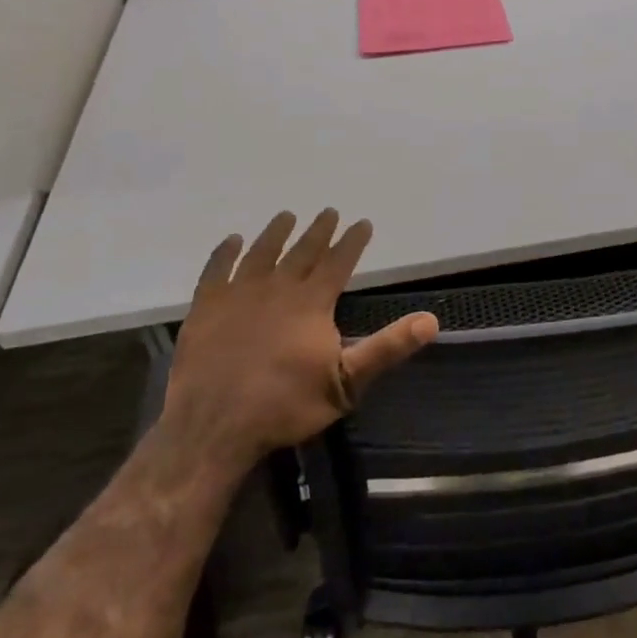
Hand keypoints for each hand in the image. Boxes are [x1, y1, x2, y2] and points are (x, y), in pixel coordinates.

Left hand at [162, 209, 437, 475]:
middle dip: (319, 230)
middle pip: (302, 251)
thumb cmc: (285, 405)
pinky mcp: (206, 307)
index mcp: (311, 303)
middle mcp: (277, 288)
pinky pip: (217, 270)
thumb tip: (430, 320)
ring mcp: (238, 294)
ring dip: (276, 233)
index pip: (338, 262)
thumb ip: (387, 348)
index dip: (352, 241)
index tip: (362, 222)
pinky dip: (225, 253)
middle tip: (329, 211)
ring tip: (287, 216)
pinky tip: (232, 241)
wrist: (214, 425)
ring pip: (261, 253)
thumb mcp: (346, 383)